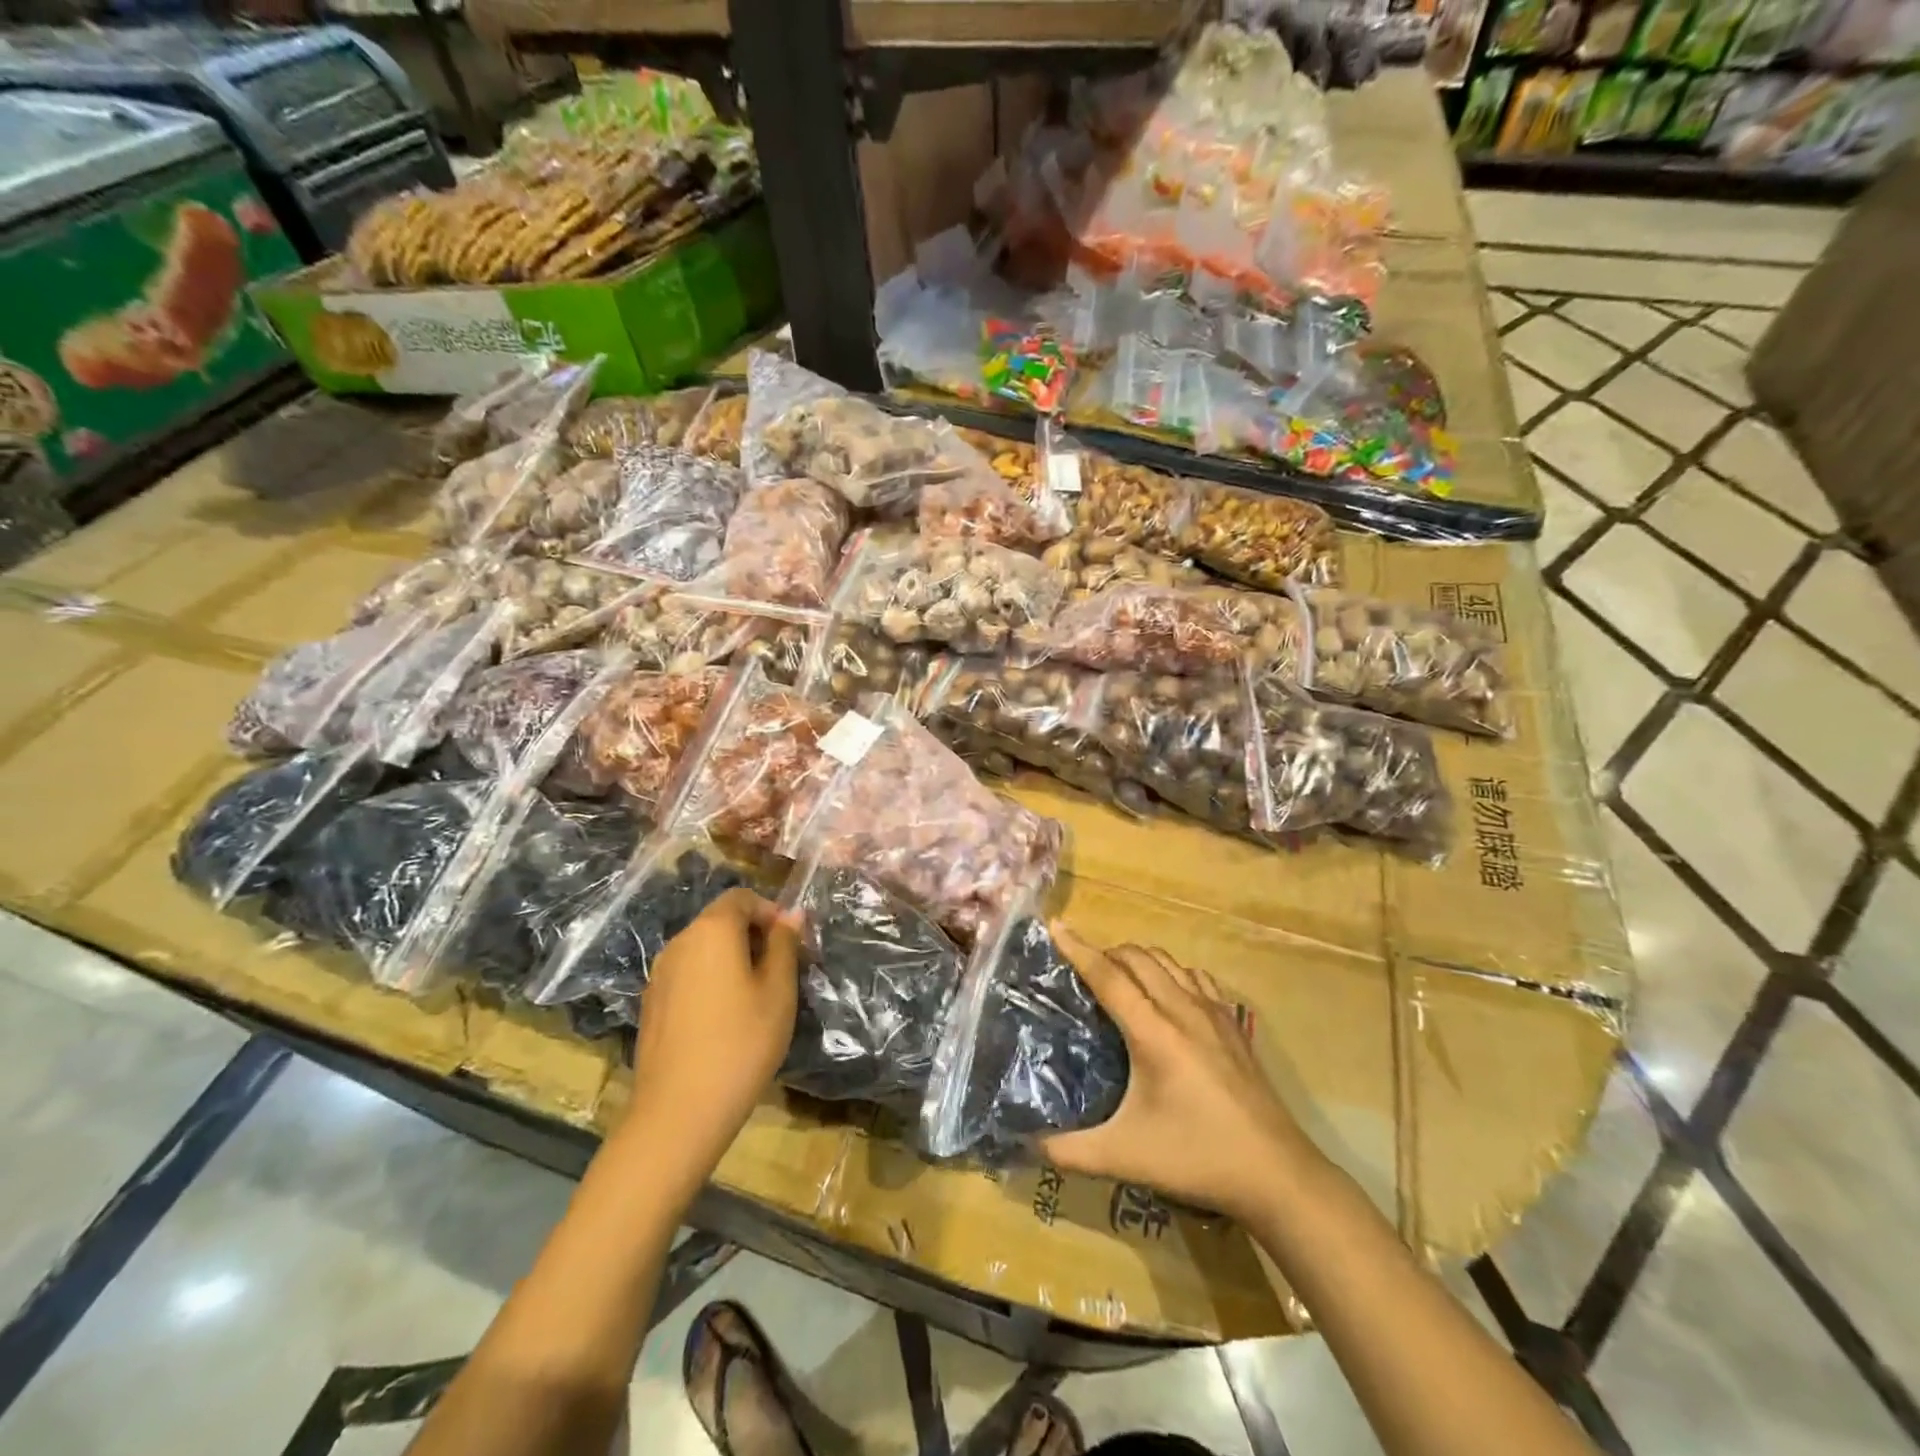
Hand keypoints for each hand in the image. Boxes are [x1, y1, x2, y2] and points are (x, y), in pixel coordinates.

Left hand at [621, 888, 800, 1188]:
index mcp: (711, 931)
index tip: (792, 944)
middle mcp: (679, 942)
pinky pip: (688, 975)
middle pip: (720, 921)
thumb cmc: (741, 1043)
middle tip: (781, 972)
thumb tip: (791, 915)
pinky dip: (710, 981)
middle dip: (753, 935)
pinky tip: (725, 1020)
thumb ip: (785, 946)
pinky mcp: (651, 1004)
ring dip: (732, 959)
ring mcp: (659, 974)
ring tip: (756, 998)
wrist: (678, 1112)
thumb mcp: (778, 991)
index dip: (770, 912)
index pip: (741, 897)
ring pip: (703, 949)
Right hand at [1040, 925, 1323, 1220]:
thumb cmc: (1196, 1159)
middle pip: (1138, 957)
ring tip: (1118, 977)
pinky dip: (1171, 972)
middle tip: (1081, 969)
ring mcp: (1214, 1013)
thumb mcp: (1124, 1157)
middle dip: (1105, 952)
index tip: (1056, 926)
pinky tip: (1167, 994)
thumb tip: (1028, 1142)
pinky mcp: (1234, 1024)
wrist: (1277, 1173)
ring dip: (1138, 959)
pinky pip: (1196, 977)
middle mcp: (1183, 1010)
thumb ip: (1069, 1150)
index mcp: (1153, 1032)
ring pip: (1168, 962)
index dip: (1078, 949)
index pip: (1108, 976)